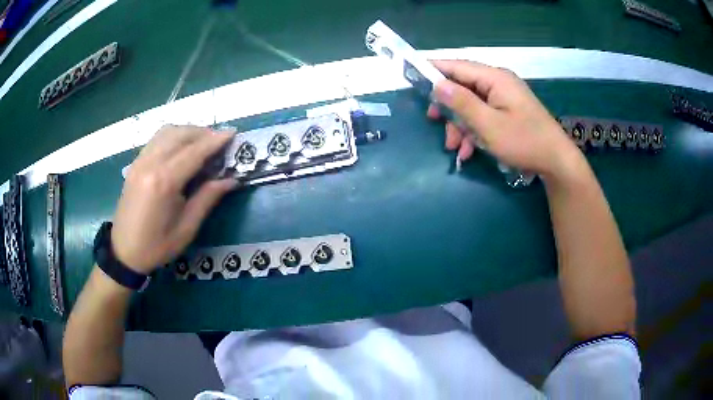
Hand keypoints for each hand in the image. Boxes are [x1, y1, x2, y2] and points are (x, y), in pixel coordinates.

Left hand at [111, 125, 236, 273]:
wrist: (124, 252)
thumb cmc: (157, 246)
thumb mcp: (187, 228)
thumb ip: (208, 198)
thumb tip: (231, 179)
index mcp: (164, 182)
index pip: (194, 152)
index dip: (215, 141)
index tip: (233, 132)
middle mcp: (150, 164)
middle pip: (180, 135)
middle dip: (204, 132)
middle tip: (220, 141)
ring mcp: (140, 161)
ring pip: (168, 132)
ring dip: (188, 131)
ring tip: (203, 142)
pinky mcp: (135, 163)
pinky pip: (157, 139)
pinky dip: (174, 136)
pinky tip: (182, 147)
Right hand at [427, 60, 581, 179]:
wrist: (556, 162)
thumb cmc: (524, 142)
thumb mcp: (489, 125)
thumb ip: (461, 103)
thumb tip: (436, 84)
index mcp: (494, 78)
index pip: (456, 66)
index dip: (432, 70)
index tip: (411, 77)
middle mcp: (498, 82)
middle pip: (462, 86)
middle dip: (448, 107)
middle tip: (433, 122)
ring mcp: (503, 97)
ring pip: (470, 104)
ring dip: (460, 125)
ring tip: (455, 148)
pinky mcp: (507, 111)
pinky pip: (483, 115)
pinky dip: (473, 131)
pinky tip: (469, 151)